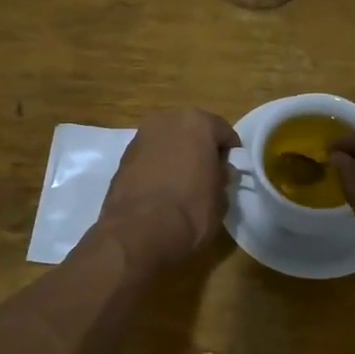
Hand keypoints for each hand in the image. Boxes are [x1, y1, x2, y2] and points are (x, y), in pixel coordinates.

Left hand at [96, 108, 238, 271]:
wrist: (138, 233)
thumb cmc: (190, 210)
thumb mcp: (221, 198)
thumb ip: (222, 177)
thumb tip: (221, 171)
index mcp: (197, 122)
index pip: (223, 132)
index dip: (230, 153)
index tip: (232, 171)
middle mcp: (167, 120)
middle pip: (192, 131)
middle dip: (200, 149)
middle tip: (208, 174)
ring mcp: (141, 137)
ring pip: (168, 142)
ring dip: (177, 156)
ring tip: (183, 183)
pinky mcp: (123, 157)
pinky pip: (150, 157)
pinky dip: (157, 166)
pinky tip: (162, 189)